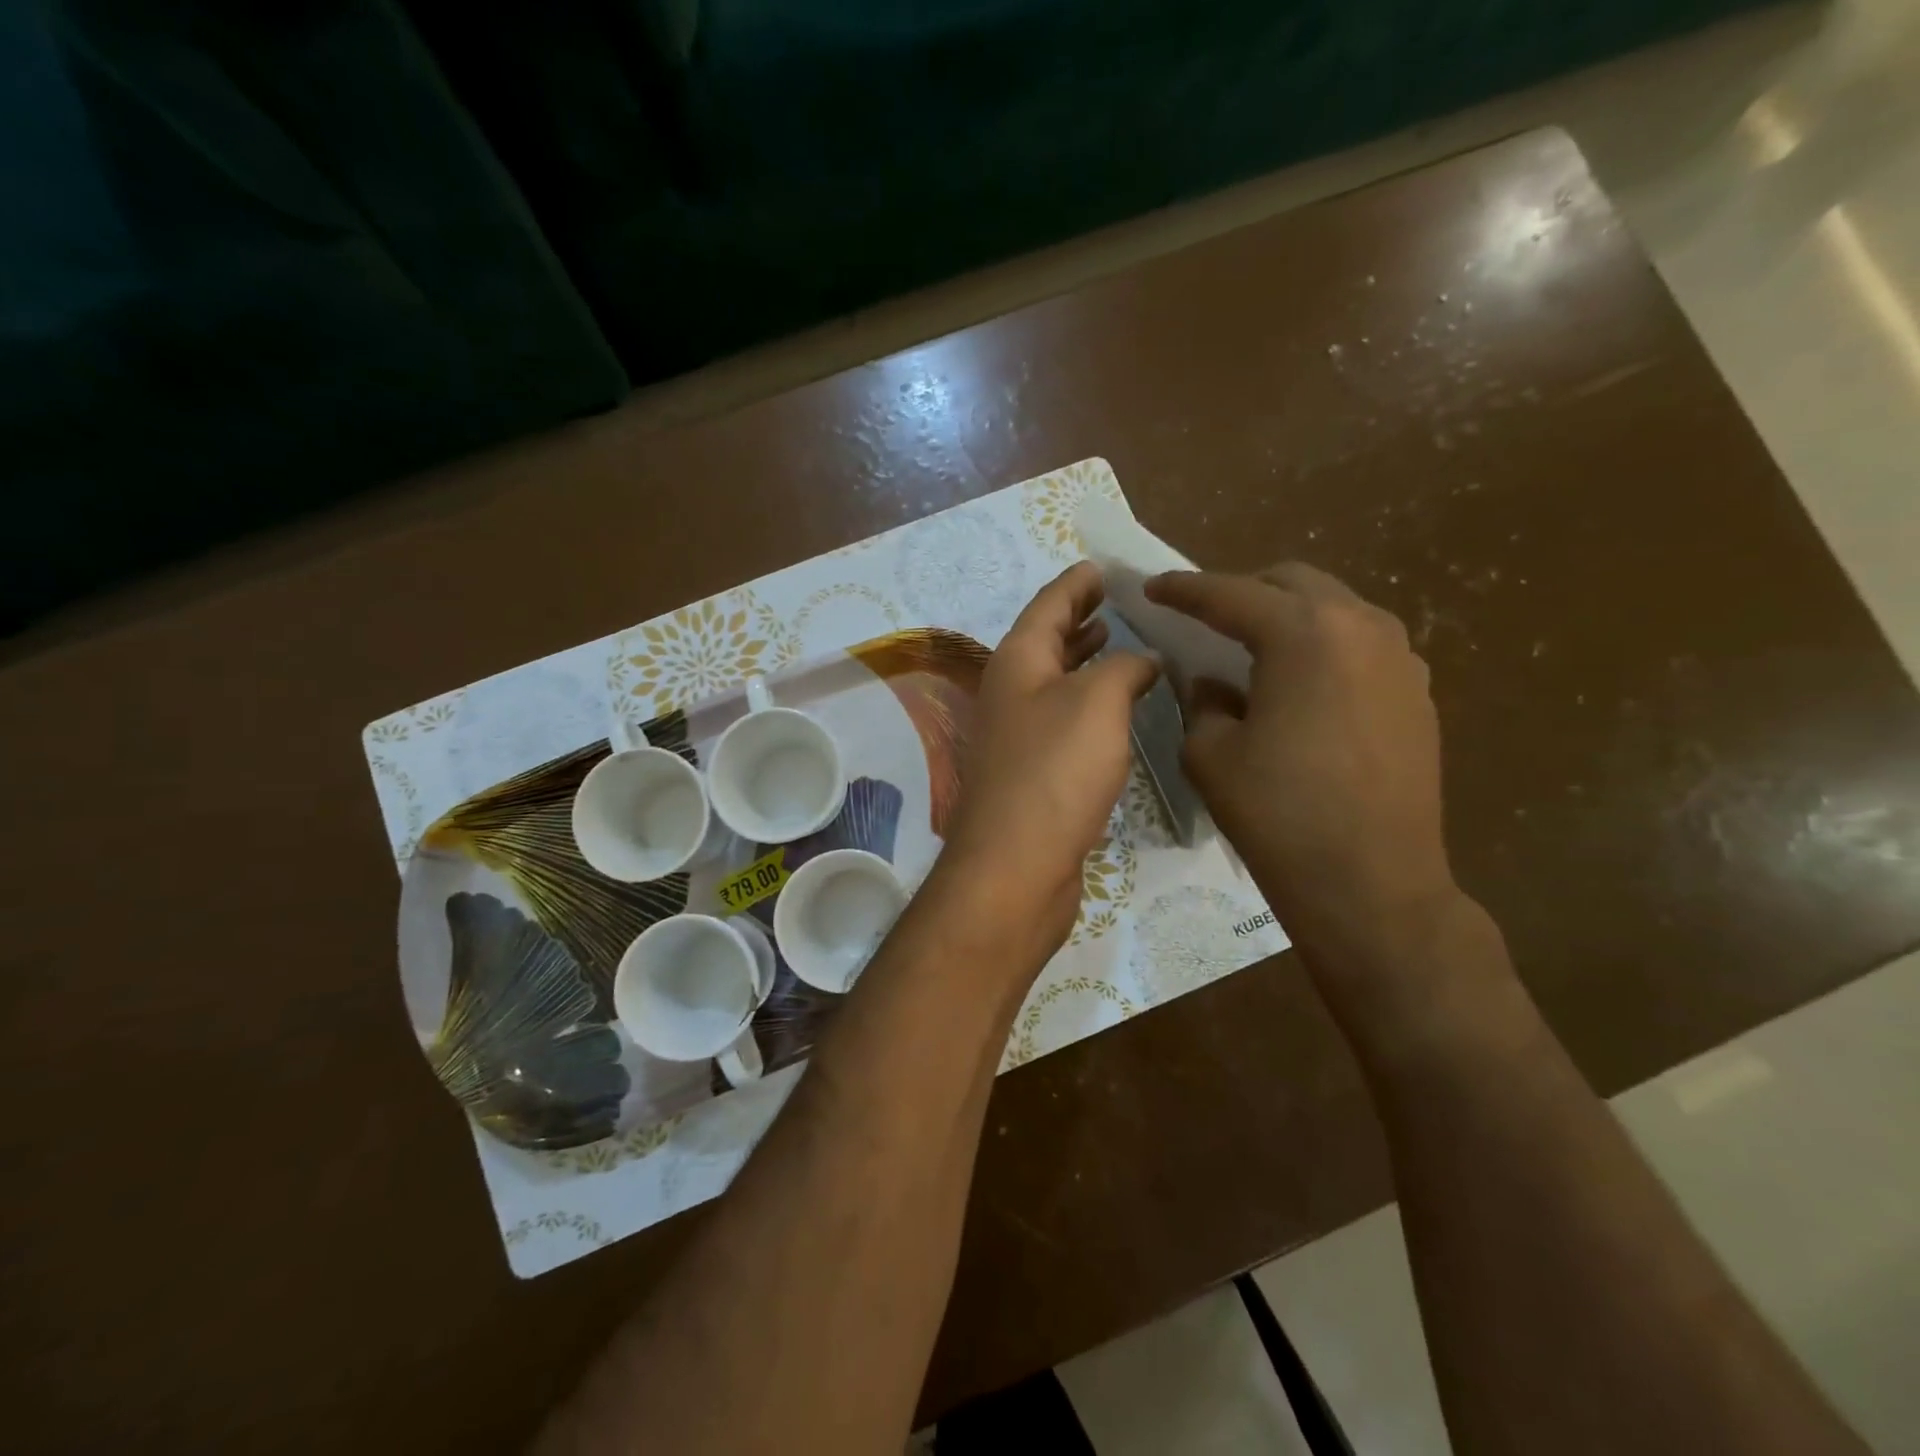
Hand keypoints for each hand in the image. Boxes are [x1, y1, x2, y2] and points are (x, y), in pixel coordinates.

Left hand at [941, 562, 1159, 956]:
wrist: (1017, 865)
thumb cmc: (1055, 772)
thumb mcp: (1098, 702)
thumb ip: (1124, 667)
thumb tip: (1143, 659)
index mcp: (1018, 661)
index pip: (1049, 604)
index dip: (1077, 583)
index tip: (1102, 566)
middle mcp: (1011, 692)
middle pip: (1047, 641)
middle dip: (1080, 618)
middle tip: (1118, 601)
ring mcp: (1018, 735)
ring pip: (1056, 682)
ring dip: (1085, 660)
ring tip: (1119, 641)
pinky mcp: (1034, 772)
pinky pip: (1064, 720)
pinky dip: (1090, 703)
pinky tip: (1117, 708)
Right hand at [1144, 564, 1457, 966]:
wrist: (1371, 884)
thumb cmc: (1279, 814)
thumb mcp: (1211, 754)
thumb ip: (1204, 702)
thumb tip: (1214, 684)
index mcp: (1304, 633)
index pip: (1231, 595)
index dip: (1184, 590)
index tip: (1153, 587)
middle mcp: (1361, 627)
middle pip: (1291, 583)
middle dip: (1242, 592)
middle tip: (1204, 617)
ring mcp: (1400, 658)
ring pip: (1332, 609)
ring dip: (1287, 617)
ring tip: (1252, 649)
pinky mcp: (1417, 693)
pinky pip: (1360, 646)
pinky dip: (1321, 648)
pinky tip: (1300, 686)